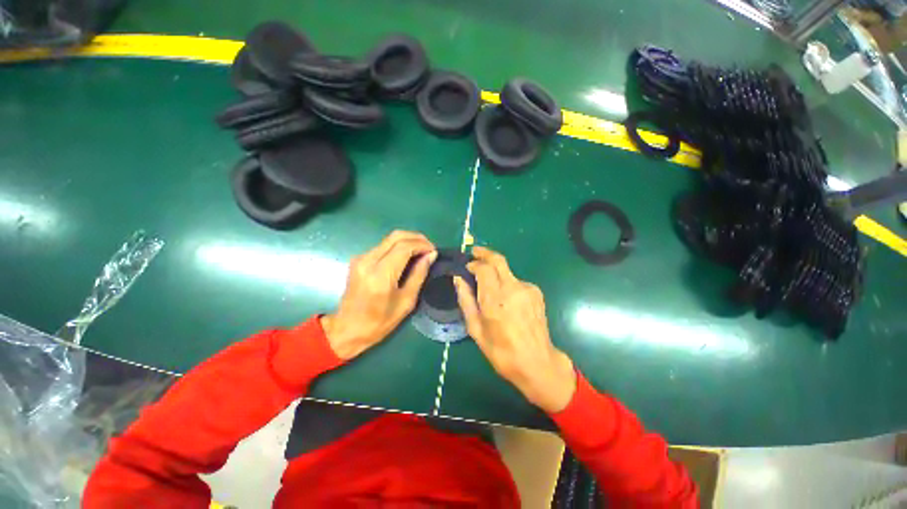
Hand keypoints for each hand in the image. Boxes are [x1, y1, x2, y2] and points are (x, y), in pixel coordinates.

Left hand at [321, 231, 436, 359]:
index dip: (422, 244)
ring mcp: (360, 258)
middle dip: (416, 238)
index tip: (434, 250)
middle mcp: (368, 261)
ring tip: (421, 251)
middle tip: (429, 247)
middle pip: (396, 236)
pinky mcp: (358, 259)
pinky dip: (398, 246)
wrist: (347, 329)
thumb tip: (431, 255)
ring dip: (407, 241)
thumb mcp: (406, 301)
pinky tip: (406, 256)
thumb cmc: (380, 322)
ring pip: (389, 239)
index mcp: (381, 275)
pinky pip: (382, 246)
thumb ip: (419, 275)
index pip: (404, 247)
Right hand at [453, 247, 575, 412]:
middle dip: (485, 253)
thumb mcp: (476, 329)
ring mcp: (527, 289)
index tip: (467, 267)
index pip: (483, 268)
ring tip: (489, 285)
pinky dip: (507, 283)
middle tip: (475, 252)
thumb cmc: (501, 351)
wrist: (537, 362)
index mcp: (495, 299)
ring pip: (507, 270)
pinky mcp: (536, 292)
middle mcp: (512, 288)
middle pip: (498, 260)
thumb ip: (466, 300)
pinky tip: (506, 299)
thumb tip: (458, 279)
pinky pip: (517, 281)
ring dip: (496, 271)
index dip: (474, 263)